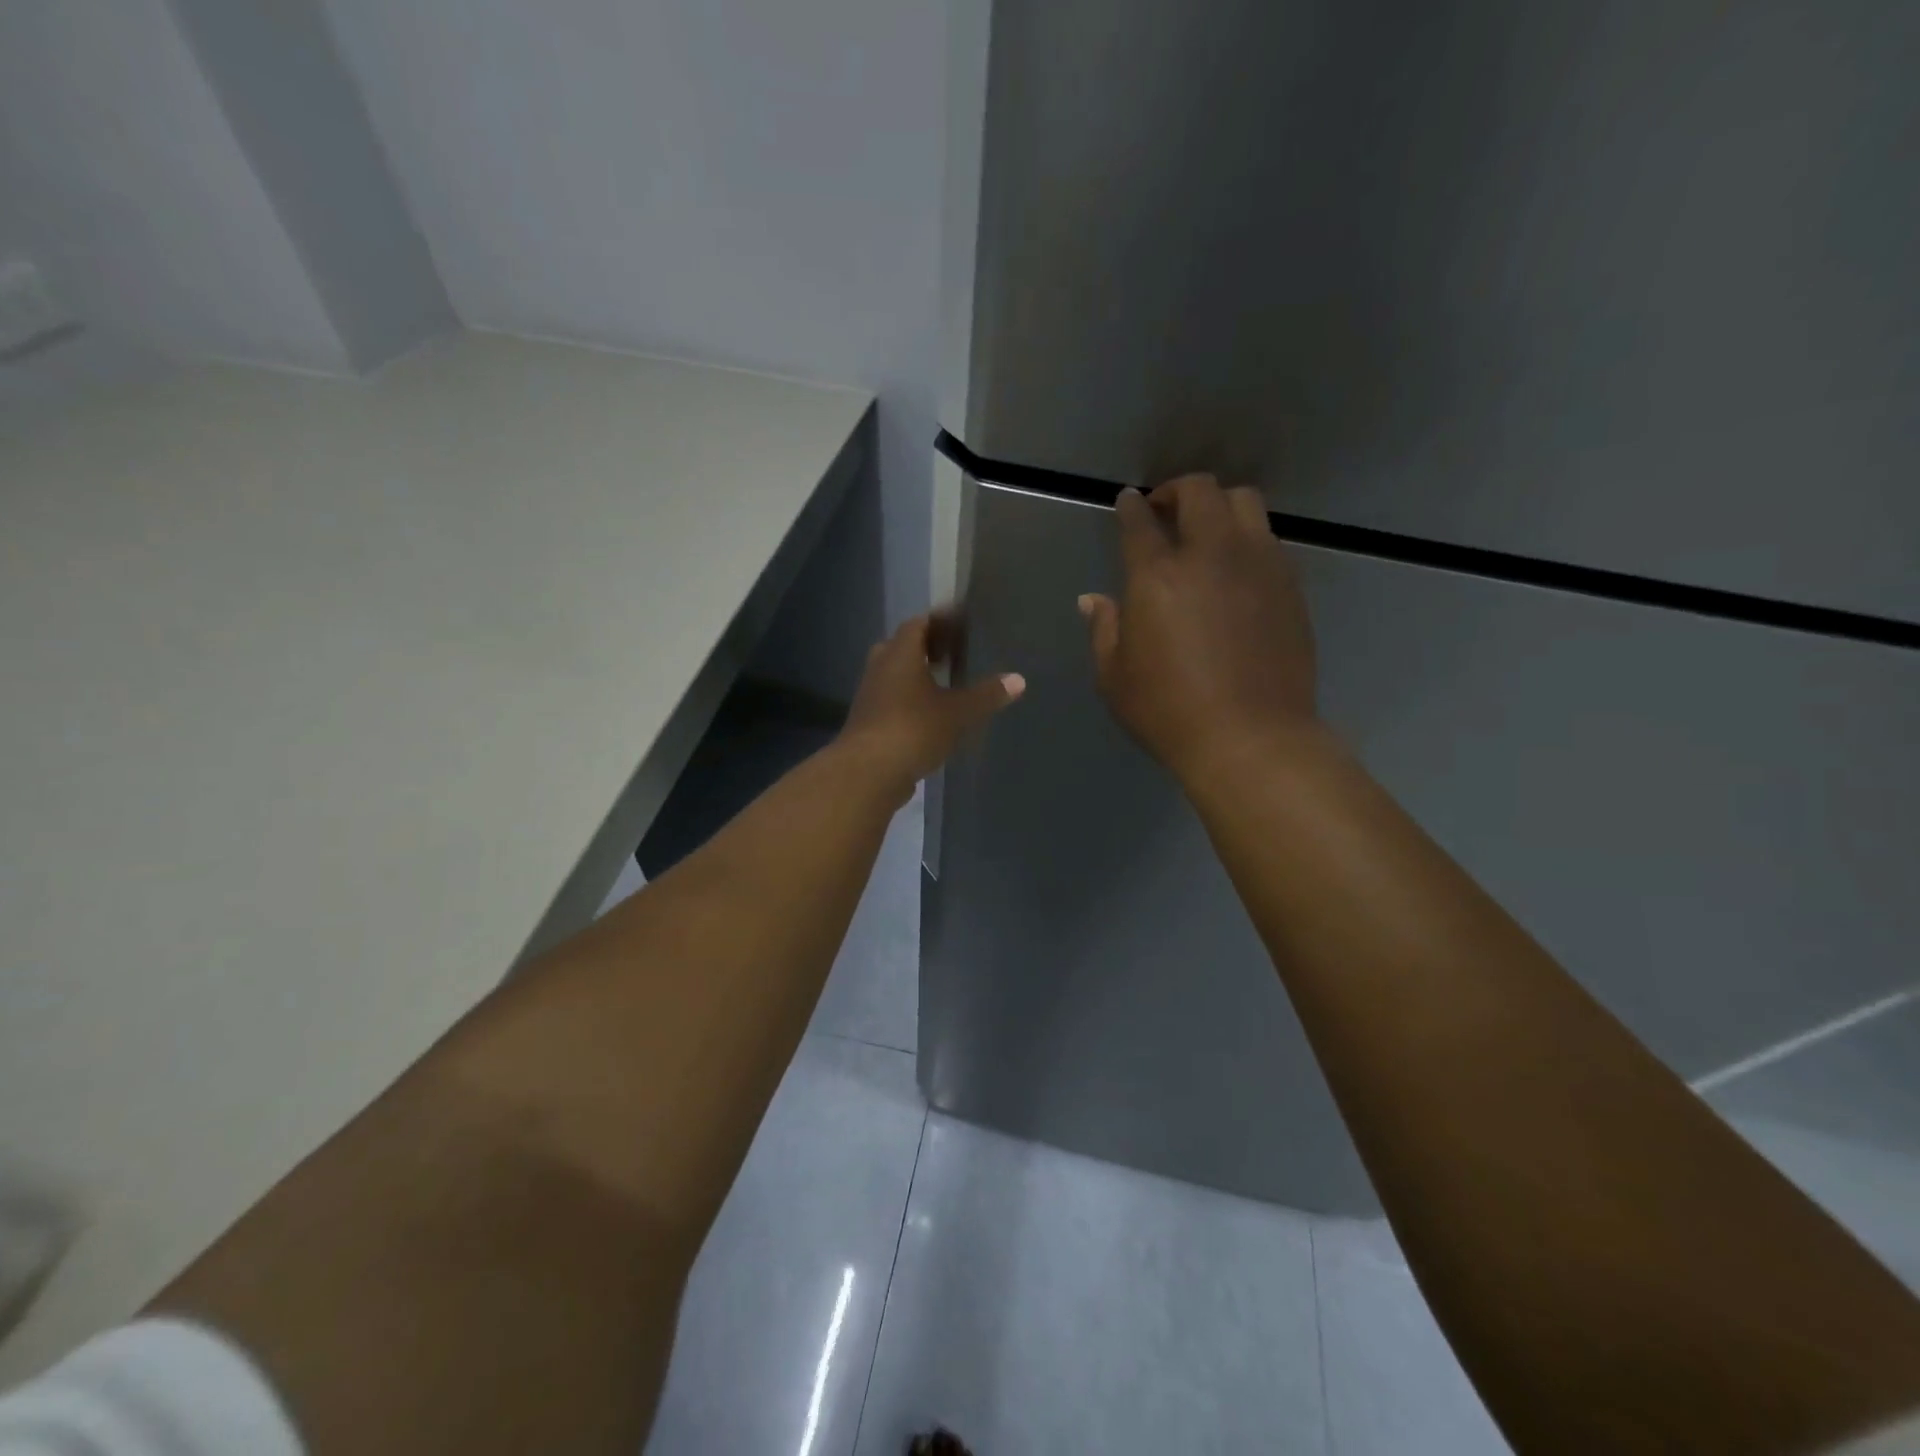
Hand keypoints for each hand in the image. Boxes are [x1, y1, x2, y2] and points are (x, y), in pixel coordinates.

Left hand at [838, 612, 1024, 799]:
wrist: (868, 772)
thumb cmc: (914, 729)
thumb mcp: (958, 712)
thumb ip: (987, 695)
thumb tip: (1018, 679)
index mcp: (899, 653)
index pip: (918, 623)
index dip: (940, 620)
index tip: (961, 622)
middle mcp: (880, 667)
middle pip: (903, 647)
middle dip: (927, 648)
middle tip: (953, 652)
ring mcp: (870, 695)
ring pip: (895, 675)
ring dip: (917, 676)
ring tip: (946, 683)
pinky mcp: (868, 721)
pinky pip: (892, 700)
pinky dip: (910, 700)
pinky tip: (930, 714)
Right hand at [1079, 474, 1317, 783]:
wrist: (1251, 738)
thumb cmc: (1169, 711)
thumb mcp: (1115, 677)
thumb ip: (1104, 629)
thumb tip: (1094, 600)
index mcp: (1158, 575)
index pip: (1140, 521)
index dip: (1132, 506)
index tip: (1128, 502)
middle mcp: (1211, 555)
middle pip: (1199, 491)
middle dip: (1177, 490)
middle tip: (1165, 510)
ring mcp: (1258, 565)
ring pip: (1244, 503)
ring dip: (1219, 506)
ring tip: (1207, 531)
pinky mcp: (1289, 585)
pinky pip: (1268, 540)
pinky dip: (1246, 539)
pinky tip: (1236, 569)